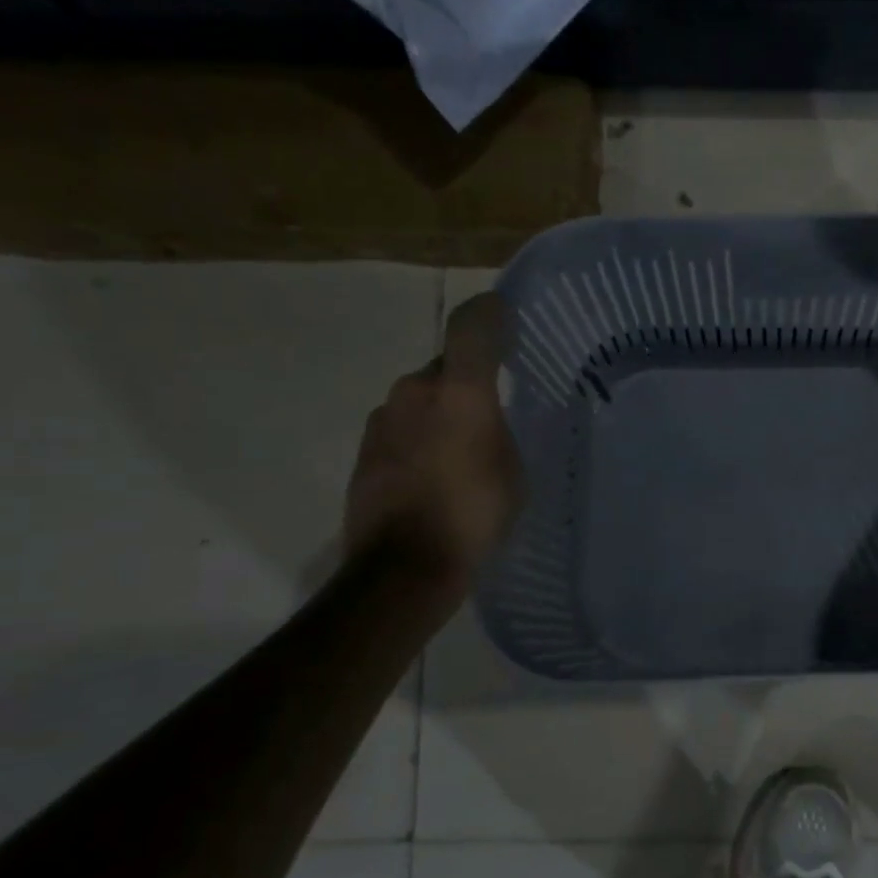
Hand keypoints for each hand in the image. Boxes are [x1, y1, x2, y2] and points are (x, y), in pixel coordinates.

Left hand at [344, 293, 522, 593]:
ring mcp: (382, 420)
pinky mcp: (364, 450)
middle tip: (490, 410)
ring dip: (440, 413)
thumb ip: (497, 431)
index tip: (503, 311)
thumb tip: (481, 419)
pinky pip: (402, 429)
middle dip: (465, 381)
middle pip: (442, 368)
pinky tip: (435, 473)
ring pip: (419, 400)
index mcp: (458, 392)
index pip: (471, 328)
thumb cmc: (473, 514)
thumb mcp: (512, 472)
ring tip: (462, 450)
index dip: (489, 313)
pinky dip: (420, 438)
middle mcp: (414, 392)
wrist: (403, 566)